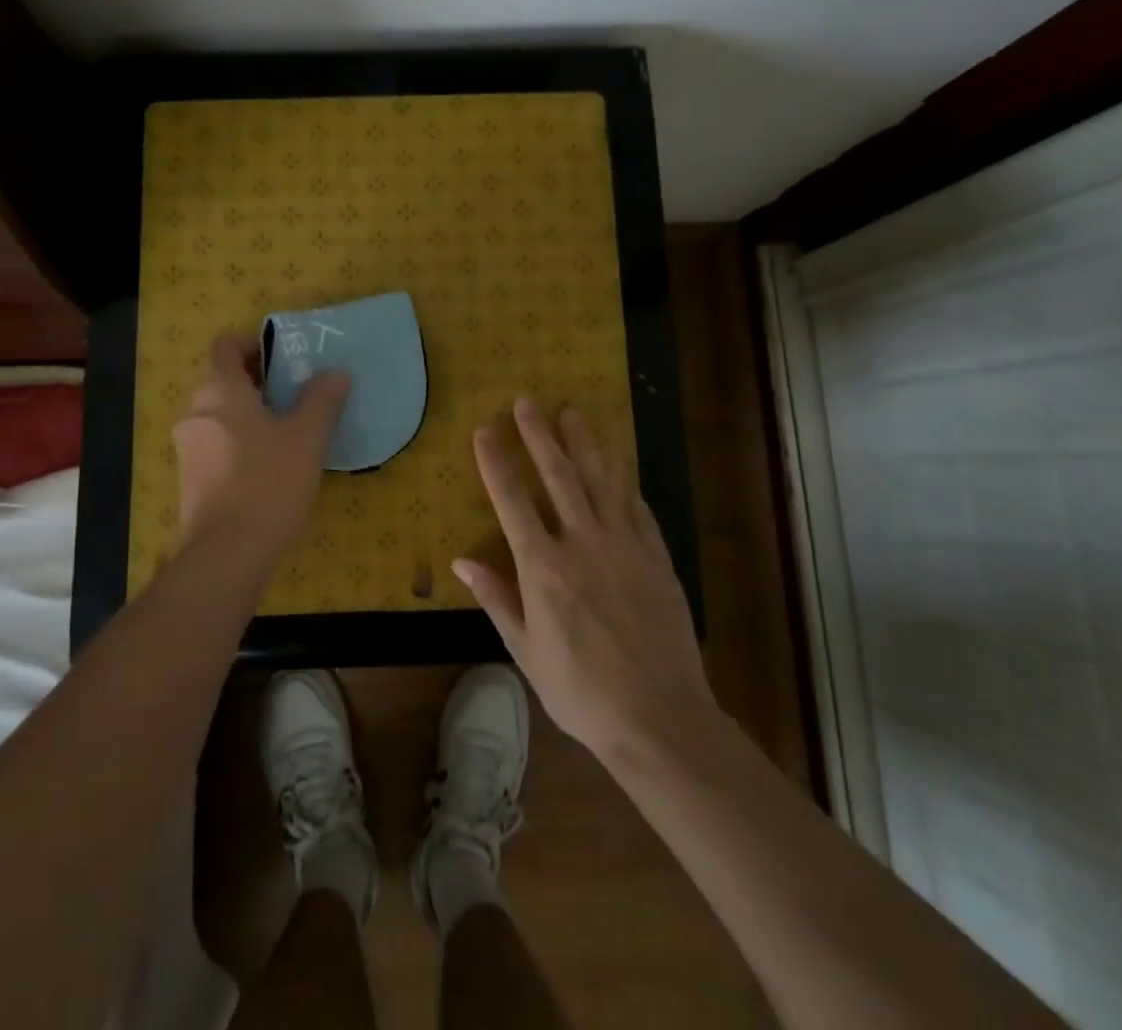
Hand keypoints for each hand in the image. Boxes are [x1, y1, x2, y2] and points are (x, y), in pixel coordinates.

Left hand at [173, 335, 350, 558]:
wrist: (227, 553)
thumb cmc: (268, 481)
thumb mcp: (307, 437)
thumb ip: (321, 399)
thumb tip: (336, 374)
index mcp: (220, 390)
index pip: (226, 347)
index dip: (253, 346)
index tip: (283, 361)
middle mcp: (196, 412)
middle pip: (224, 381)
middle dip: (258, 384)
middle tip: (296, 397)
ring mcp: (187, 448)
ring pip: (220, 416)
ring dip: (249, 416)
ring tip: (287, 434)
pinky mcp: (189, 479)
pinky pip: (215, 445)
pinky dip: (238, 444)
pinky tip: (268, 467)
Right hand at [455, 399, 716, 768]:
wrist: (660, 719)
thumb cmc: (581, 692)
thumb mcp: (526, 652)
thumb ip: (497, 599)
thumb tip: (461, 561)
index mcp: (543, 568)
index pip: (512, 501)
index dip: (496, 461)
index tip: (485, 429)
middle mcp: (582, 544)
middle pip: (558, 476)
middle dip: (539, 435)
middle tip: (527, 401)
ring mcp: (625, 547)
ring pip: (601, 481)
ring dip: (584, 444)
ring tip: (572, 413)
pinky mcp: (657, 558)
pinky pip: (637, 508)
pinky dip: (624, 482)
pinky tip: (618, 465)